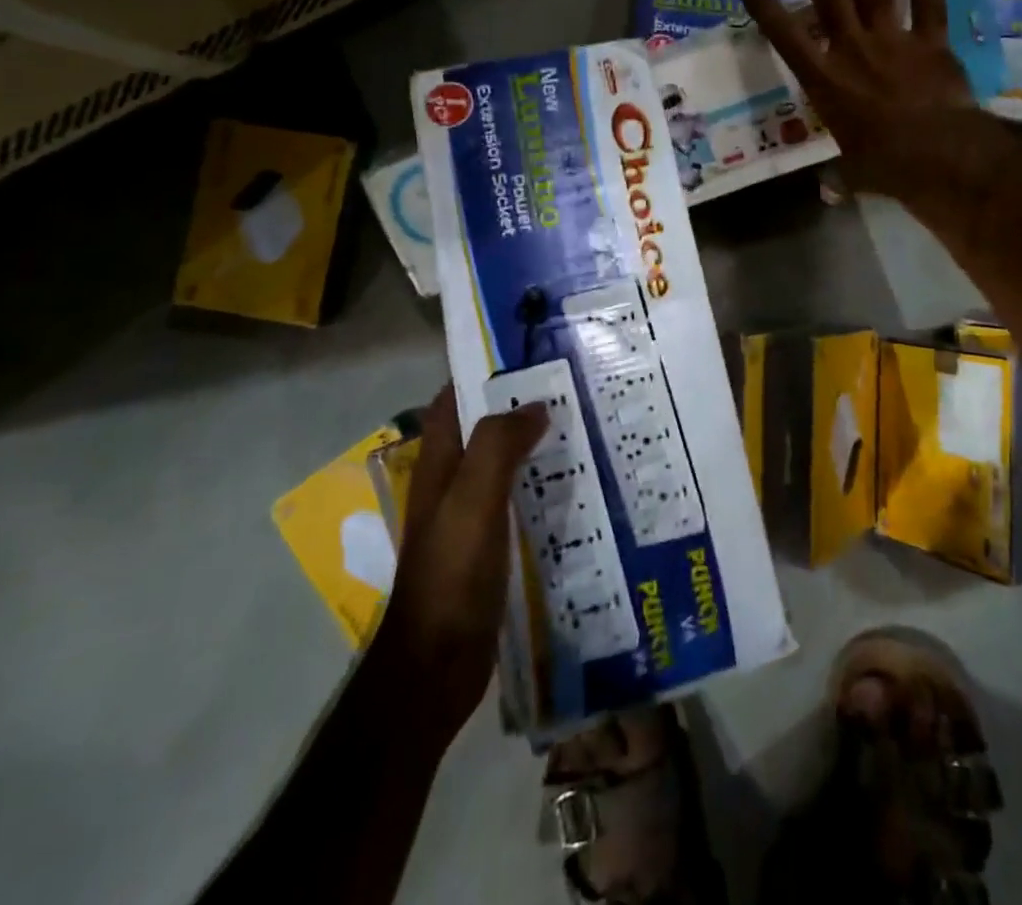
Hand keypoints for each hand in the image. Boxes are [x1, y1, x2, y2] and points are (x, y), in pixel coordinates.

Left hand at [371, 385, 546, 750]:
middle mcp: (452, 483)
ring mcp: (470, 517)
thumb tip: (534, 406)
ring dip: (536, 445)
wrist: (436, 666)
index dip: (484, 373)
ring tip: (585, 428)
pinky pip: (518, 500)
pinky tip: (577, 488)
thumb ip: (498, 447)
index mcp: (440, 464)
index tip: (530, 356)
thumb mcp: (473, 500)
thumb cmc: (451, 574)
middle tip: (573, 389)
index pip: (454, 399)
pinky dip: (542, 485)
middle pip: (484, 429)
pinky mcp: (489, 547)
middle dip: (521, 406)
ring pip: (504, 464)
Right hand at [738, 0, 991, 205]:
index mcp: (825, 82)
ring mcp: (894, 40)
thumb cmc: (887, 166)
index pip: (786, 38)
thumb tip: (827, 194)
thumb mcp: (852, 173)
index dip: (765, 8)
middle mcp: (853, 51)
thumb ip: (837, 178)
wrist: (941, 156)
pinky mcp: (931, 40)